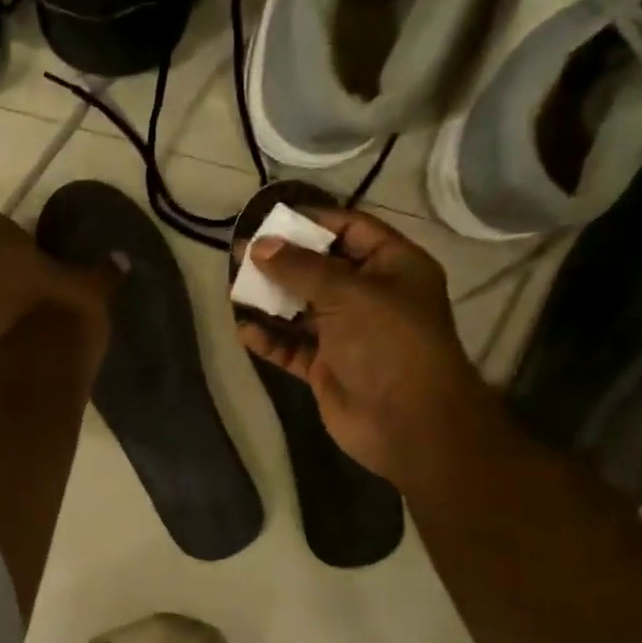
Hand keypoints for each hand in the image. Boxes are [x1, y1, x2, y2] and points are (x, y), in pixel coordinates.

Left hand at [0, 213, 118, 371]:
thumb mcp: (94, 290)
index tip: (22, 241)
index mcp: (5, 248)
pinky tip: (18, 338)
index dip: (4, 232)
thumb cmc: (66, 312)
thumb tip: (121, 258)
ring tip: (19, 311)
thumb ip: (104, 273)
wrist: (40, 369)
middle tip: (22, 277)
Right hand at [236, 209, 488, 486]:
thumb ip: (300, 267)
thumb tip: (258, 246)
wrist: (408, 423)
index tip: (270, 219)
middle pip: (320, 268)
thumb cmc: (388, 343)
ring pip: (302, 308)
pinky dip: (270, 339)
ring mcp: (348, 333)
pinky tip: (244, 330)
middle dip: (282, 261)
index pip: (351, 229)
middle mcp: (370, 296)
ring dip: (270, 299)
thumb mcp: (347, 293)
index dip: (313, 221)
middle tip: (240, 253)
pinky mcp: (327, 366)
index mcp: (392, 266)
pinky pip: (292, 347)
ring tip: (233, 288)